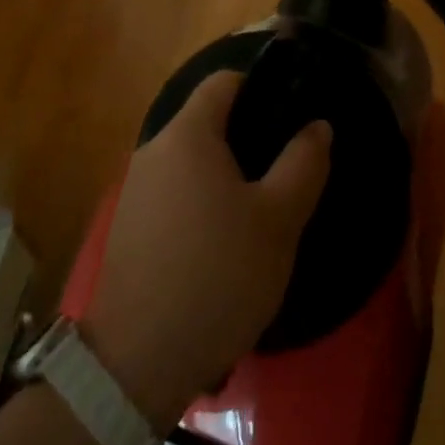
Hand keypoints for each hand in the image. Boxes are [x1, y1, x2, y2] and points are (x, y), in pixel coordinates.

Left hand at [86, 71, 331, 427]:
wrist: (140, 361)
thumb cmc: (219, 274)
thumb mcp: (279, 220)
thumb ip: (303, 163)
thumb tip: (317, 126)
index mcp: (187, 134)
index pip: (223, 82)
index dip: (260, 87)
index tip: (291, 114)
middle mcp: (153, 149)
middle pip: (206, 122)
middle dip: (247, 138)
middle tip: (285, 171)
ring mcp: (134, 190)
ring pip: (190, 162)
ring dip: (225, 176)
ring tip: (260, 212)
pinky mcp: (126, 228)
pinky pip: (173, 194)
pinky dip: (200, 203)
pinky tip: (222, 246)